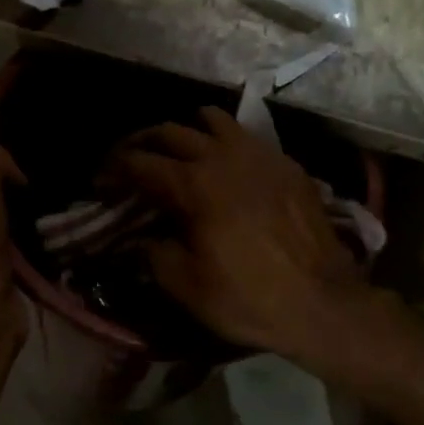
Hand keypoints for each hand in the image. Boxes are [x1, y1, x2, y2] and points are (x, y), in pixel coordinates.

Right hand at [107, 108, 361, 357]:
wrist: (322, 303)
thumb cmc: (247, 299)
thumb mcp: (185, 286)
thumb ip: (154, 253)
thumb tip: (145, 238)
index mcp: (194, 185)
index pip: (139, 162)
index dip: (113, 170)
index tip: (101, 183)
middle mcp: (223, 158)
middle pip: (171, 132)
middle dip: (142, 143)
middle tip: (130, 161)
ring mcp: (260, 156)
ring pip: (213, 121)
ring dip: (187, 131)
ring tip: (179, 152)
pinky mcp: (287, 165)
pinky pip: (247, 137)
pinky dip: (225, 143)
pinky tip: (226, 166)